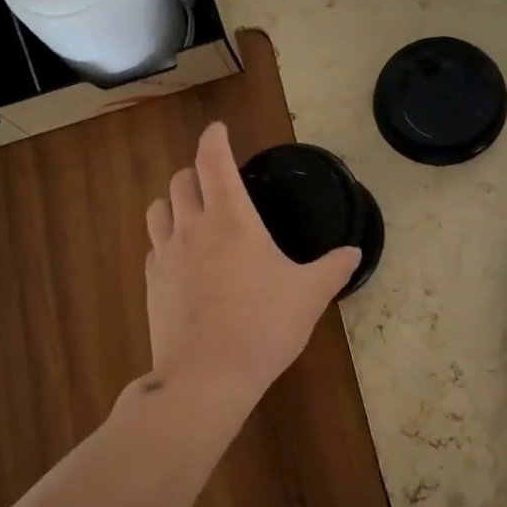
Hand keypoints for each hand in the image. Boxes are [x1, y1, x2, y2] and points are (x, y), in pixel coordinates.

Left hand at [143, 123, 360, 419]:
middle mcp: (192, 228)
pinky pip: (154, 246)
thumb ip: (333, 268)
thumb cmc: (263, 326)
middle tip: (214, 179)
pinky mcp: (151, 283)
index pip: (213, 161)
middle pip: (180, 180)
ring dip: (173, 200)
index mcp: (231, 219)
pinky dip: (165, 239)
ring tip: (192, 211)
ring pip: (158, 209)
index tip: (218, 129)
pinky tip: (182, 257)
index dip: (214, 139)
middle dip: (195, 170)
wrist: (206, 377)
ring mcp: (166, 256)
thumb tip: (355, 252)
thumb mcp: (309, 295)